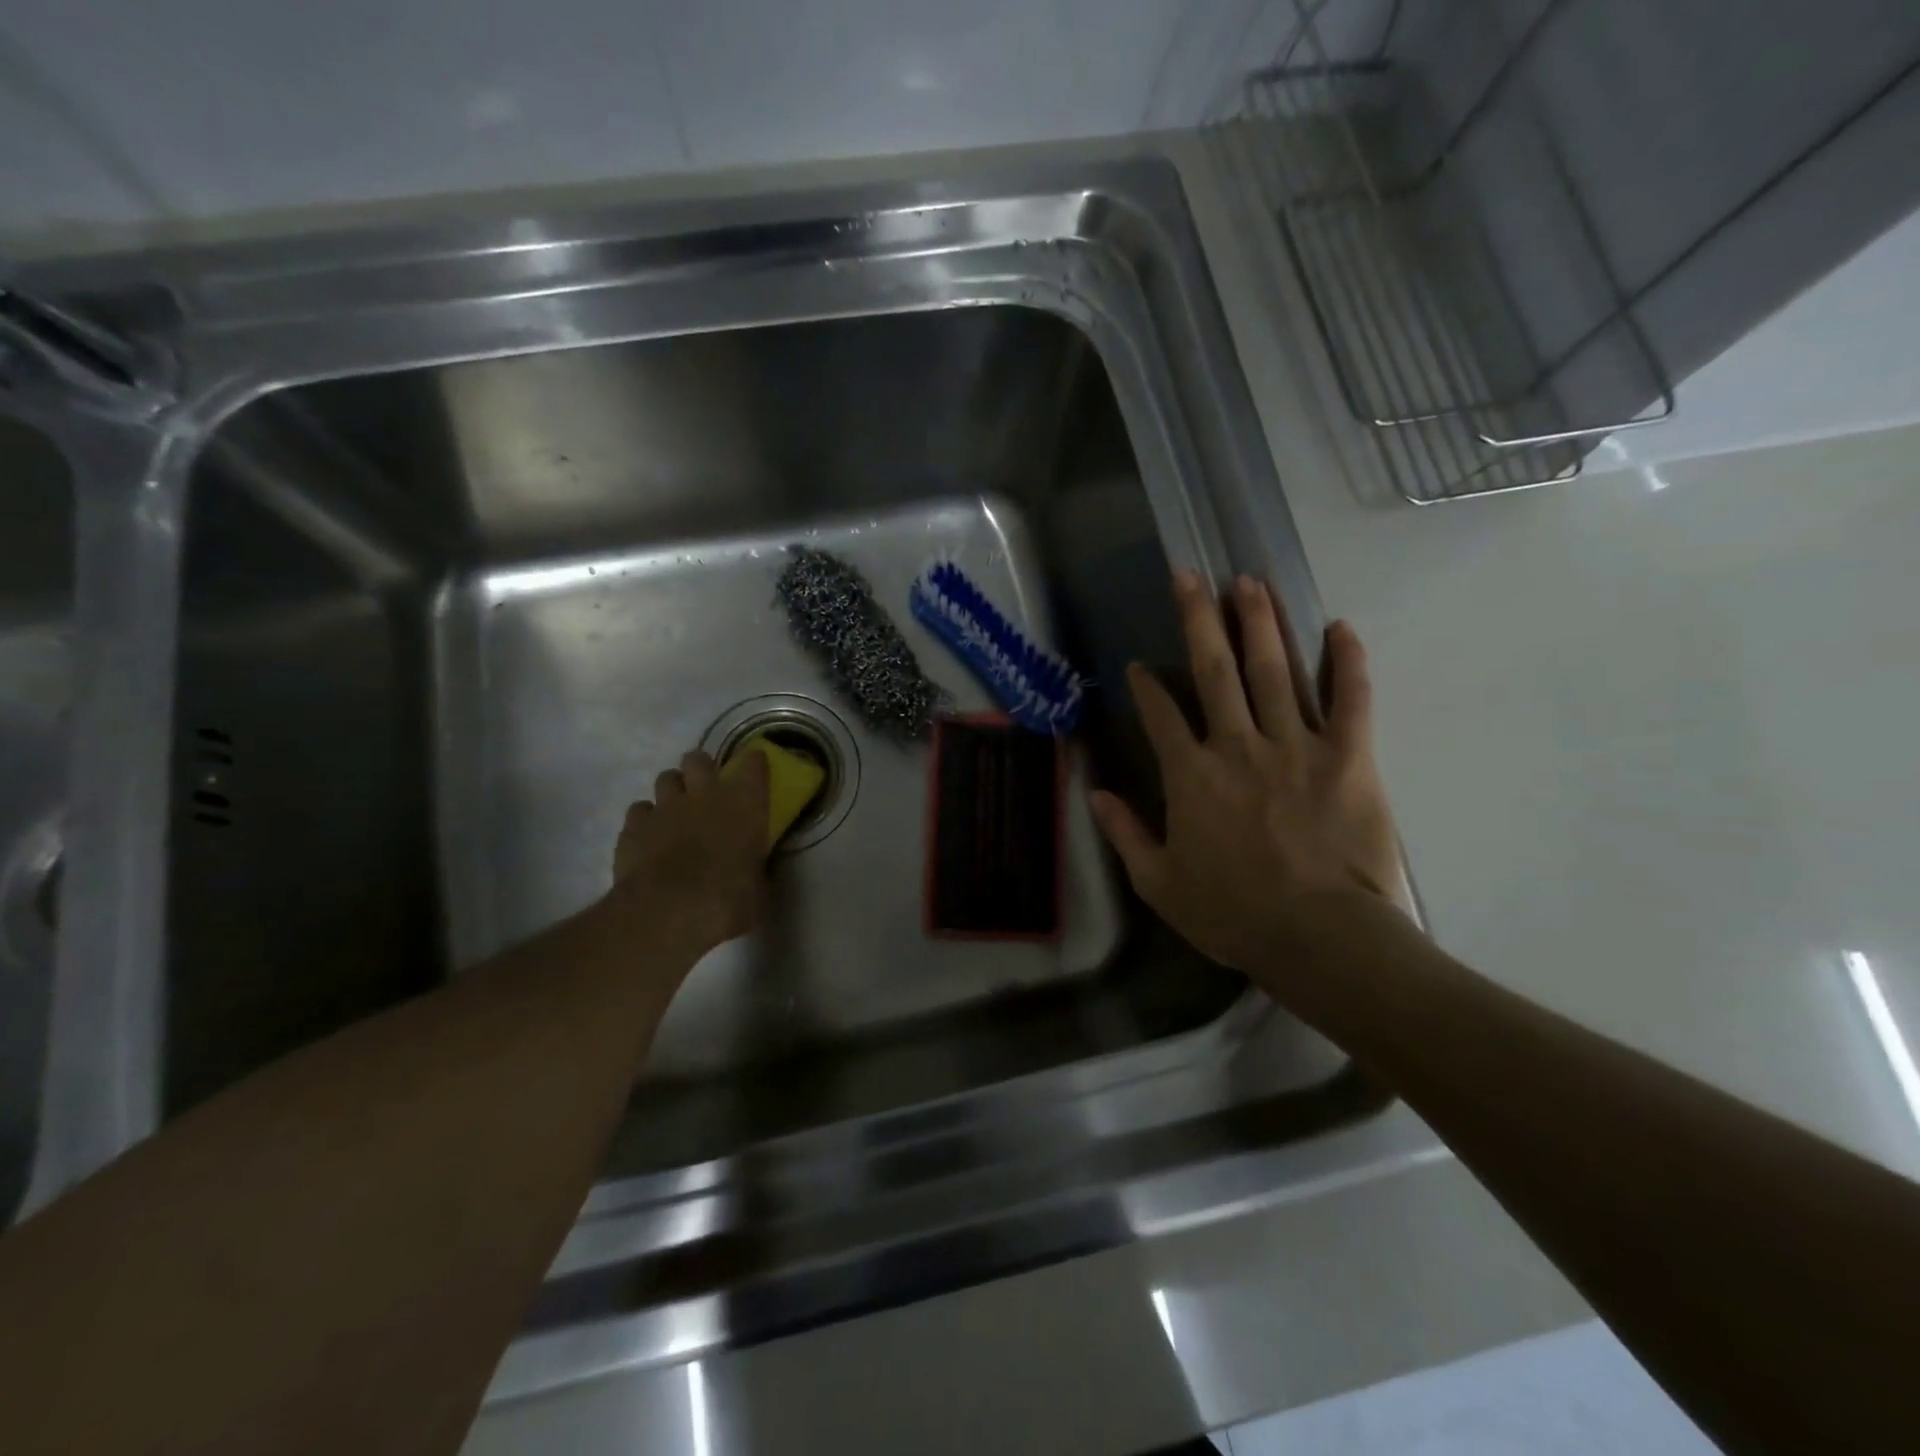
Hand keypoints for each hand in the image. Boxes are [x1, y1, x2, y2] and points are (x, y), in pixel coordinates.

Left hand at [610, 749, 770, 955]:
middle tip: (706, 791)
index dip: (753, 764)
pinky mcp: (633, 827)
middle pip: (698, 760)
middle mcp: (705, 794)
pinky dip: (646, 820)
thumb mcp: (758, 889)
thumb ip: (755, 869)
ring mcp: (665, 807)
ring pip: (666, 778)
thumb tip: (754, 870)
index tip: (754, 771)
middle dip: (702, 770)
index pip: (753, 763)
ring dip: (673, 792)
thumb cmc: (728, 900)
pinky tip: (649, 837)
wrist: (668, 913)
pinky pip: (639, 810)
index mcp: (745, 804)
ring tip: (676, 813)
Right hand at [1089, 572, 1401, 978]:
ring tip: (1249, 582)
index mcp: (1190, 776)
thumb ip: (1125, 834)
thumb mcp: (1159, 884)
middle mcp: (1237, 745)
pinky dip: (1347, 663)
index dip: (1146, 686)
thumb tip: (1095, 794)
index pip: (1160, 714)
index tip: (1139, 665)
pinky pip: (1350, 701)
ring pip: (1274, 670)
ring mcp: (1295, 746)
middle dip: (1199, 619)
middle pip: (1214, 670)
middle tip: (1191, 575)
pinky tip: (1339, 627)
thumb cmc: (1233, 914)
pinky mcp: (1348, 757)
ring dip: (1259, 623)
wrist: (1319, 938)